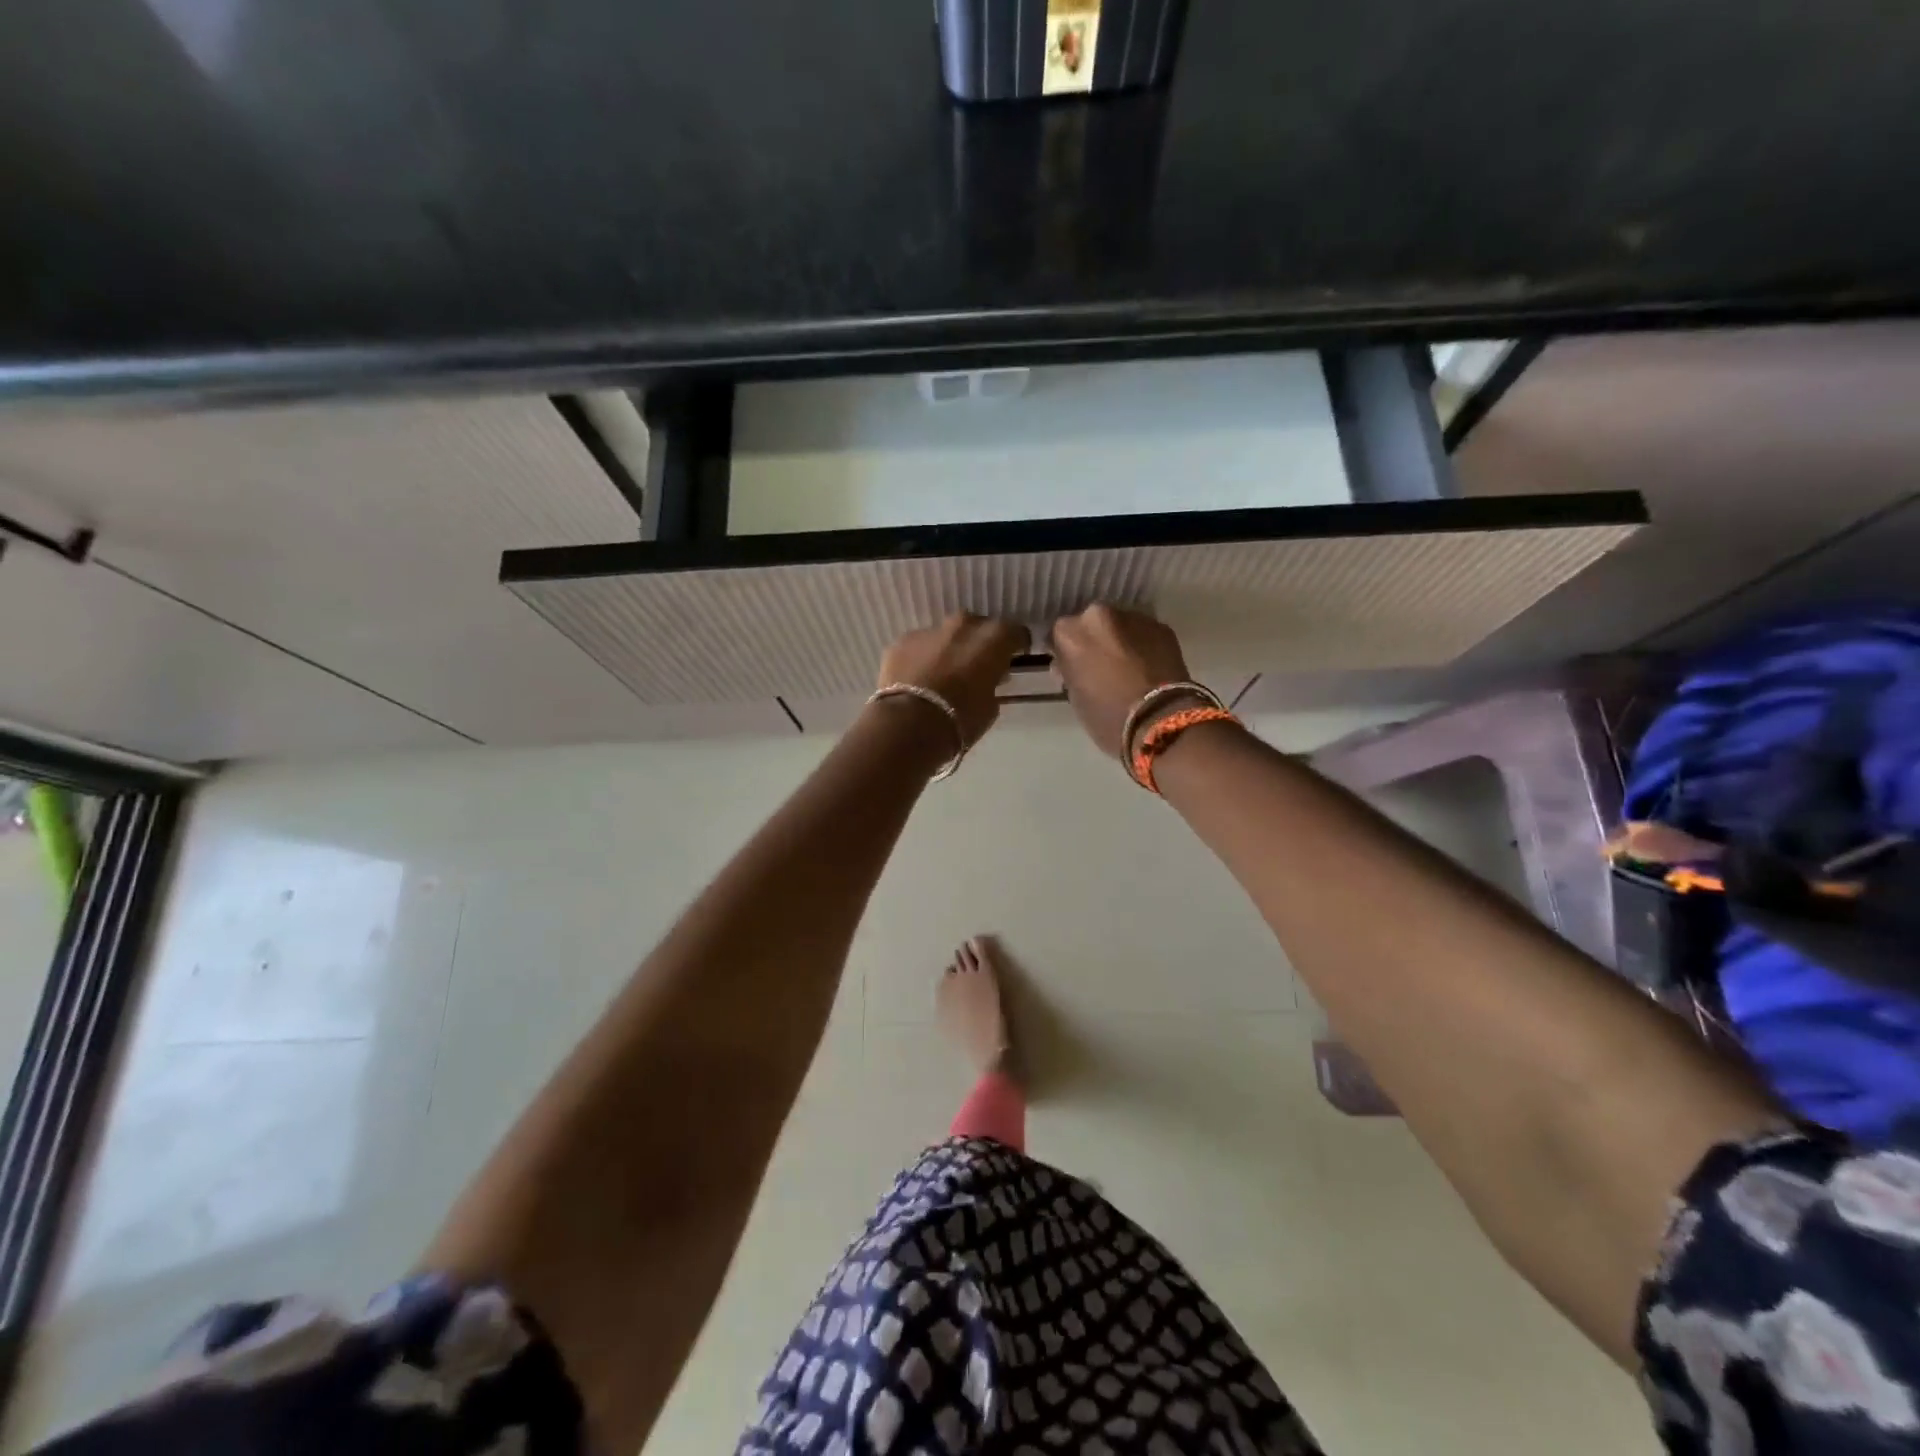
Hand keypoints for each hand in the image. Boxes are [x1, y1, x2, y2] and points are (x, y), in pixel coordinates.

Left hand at [875, 613, 1029, 747]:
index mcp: (993, 638)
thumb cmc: (961, 719)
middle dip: (979, 643)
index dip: (1016, 646)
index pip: (1014, 633)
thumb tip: (987, 679)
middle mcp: (963, 625)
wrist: (910, 725)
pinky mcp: (901, 641)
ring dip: (948, 649)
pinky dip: (921, 659)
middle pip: (978, 627)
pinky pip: (918, 647)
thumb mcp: (990, 706)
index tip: (1014, 658)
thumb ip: (992, 684)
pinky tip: (918, 680)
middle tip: (977, 666)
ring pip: (945, 635)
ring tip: (944, 674)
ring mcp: (929, 630)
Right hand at [1050, 605, 1195, 758]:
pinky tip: (1146, 666)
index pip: (1058, 636)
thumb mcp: (1075, 697)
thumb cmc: (1107, 717)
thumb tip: (1070, 665)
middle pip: (1090, 624)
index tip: (1070, 667)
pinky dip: (1142, 645)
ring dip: (1119, 640)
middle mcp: (1098, 615)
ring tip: (1126, 667)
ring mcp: (1133, 617)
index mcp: (1070, 632)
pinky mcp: (1162, 626)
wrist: (1160, 721)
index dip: (1065, 652)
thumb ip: (1070, 672)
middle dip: (1093, 641)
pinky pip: (1143, 633)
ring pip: (1119, 625)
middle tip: (1100, 666)